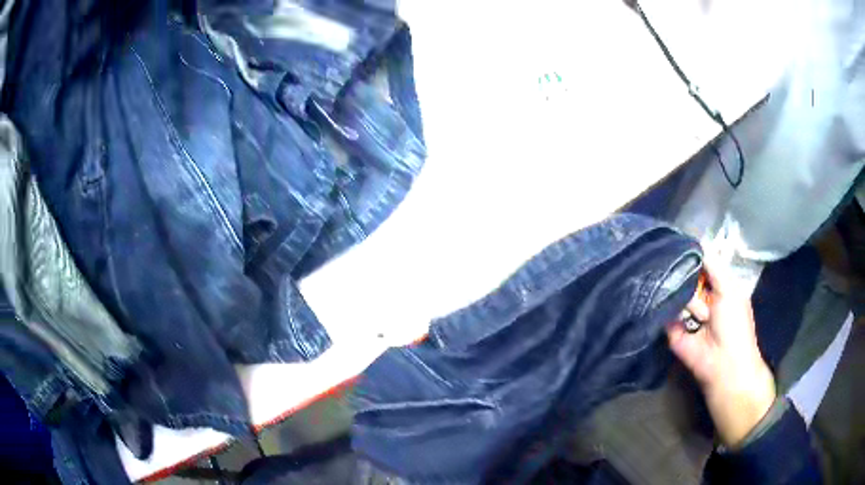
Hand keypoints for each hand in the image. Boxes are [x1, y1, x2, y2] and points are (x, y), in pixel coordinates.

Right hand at [667, 256, 775, 448]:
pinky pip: (665, 313)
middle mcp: (702, 298)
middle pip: (687, 277)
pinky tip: (668, 306)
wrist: (723, 364)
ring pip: (676, 293)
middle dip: (686, 273)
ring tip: (697, 312)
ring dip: (685, 297)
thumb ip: (713, 265)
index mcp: (718, 287)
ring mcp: (686, 314)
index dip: (694, 255)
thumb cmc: (734, 324)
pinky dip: (666, 309)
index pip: (702, 265)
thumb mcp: (730, 288)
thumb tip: (696, 243)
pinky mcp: (673, 330)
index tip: (681, 242)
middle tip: (688, 275)